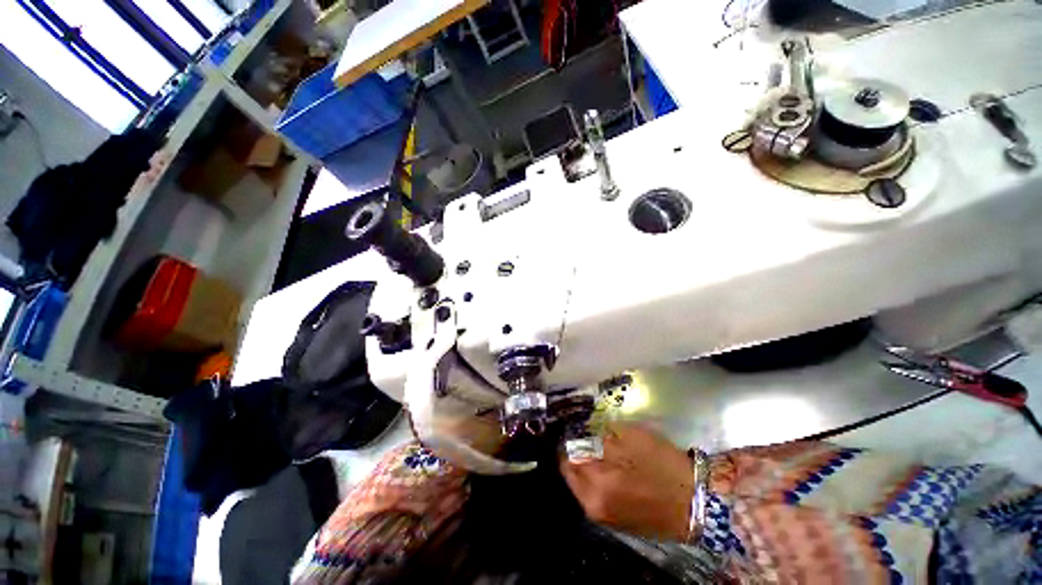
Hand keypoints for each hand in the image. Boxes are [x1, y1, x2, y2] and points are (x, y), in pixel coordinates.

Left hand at [560, 423, 693, 540]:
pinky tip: (613, 470)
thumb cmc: (661, 466)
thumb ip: (601, 435)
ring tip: (600, 453)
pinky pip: (597, 496)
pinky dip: (598, 482)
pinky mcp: (618, 523)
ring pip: (584, 486)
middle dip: (576, 455)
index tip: (574, 430)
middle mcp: (593, 507)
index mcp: (594, 486)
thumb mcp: (630, 438)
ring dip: (587, 468)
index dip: (569, 442)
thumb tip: (585, 433)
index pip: (567, 460)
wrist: (696, 503)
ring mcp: (605, 518)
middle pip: (573, 475)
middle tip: (587, 439)